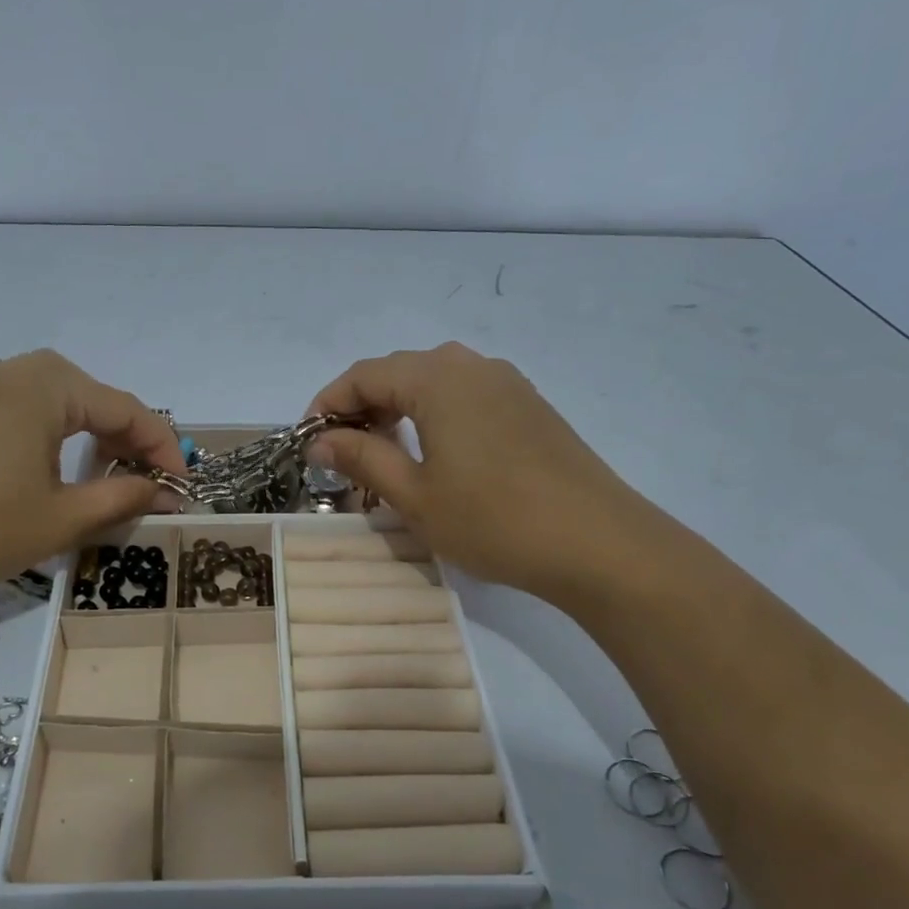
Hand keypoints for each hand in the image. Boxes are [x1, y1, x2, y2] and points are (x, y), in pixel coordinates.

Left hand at [0, 351, 184, 602]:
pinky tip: (49, 475)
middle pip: (92, 400)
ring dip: (88, 440)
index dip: (163, 449)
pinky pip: (21, 412)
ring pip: (56, 405)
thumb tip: (166, 494)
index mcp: (47, 385)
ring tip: (101, 484)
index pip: (127, 409)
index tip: (182, 488)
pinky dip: (50, 439)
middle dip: (126, 443)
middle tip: (144, 486)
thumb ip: (123, 498)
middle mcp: (13, 370)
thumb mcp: (62, 518)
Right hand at [309, 343, 666, 599]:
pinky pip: (466, 396)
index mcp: (437, 377)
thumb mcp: (415, 495)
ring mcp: (507, 383)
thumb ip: (362, 458)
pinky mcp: (530, 406)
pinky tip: (435, 454)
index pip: (363, 374)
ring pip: (434, 382)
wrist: (599, 543)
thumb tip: (320, 441)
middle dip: (361, 406)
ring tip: (383, 454)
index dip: (327, 404)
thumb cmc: (494, 519)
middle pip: (398, 371)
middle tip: (342, 453)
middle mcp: (471, 365)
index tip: (309, 442)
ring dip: (398, 410)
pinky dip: (435, 415)